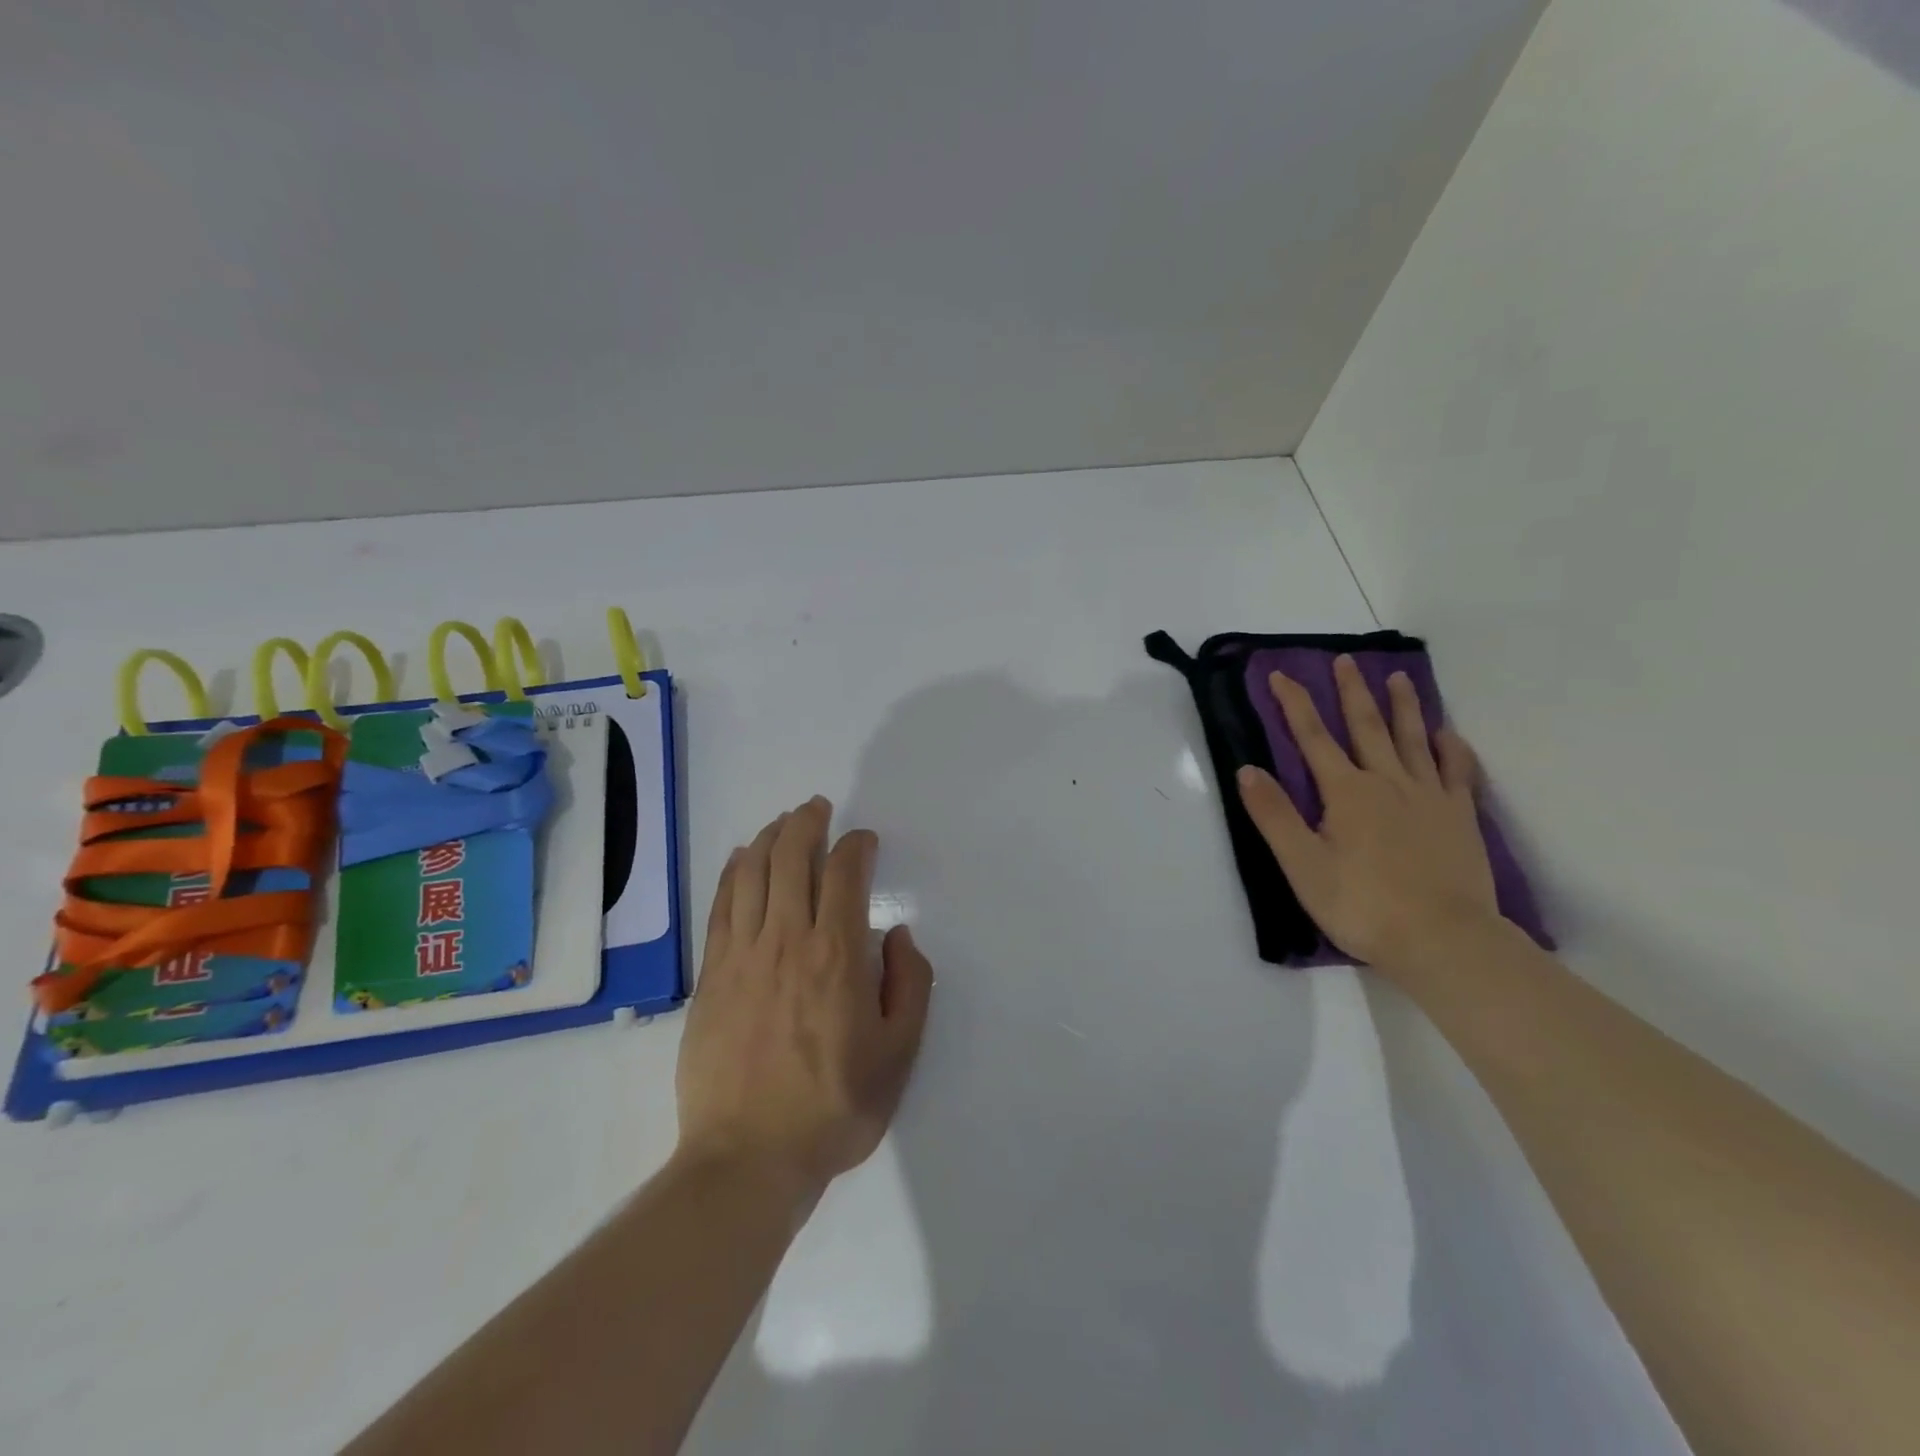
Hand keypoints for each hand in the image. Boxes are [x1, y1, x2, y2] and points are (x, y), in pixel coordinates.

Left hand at [676, 797, 933, 1198]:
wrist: (749, 1159)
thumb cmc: (834, 1108)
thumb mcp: (900, 1055)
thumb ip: (910, 985)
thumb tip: (896, 936)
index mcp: (837, 955)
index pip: (845, 873)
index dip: (856, 845)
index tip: (864, 840)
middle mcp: (787, 939)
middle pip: (792, 857)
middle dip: (807, 823)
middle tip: (818, 809)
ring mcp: (742, 954)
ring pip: (753, 872)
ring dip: (770, 837)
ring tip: (783, 822)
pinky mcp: (711, 974)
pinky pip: (721, 905)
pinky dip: (733, 871)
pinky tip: (741, 857)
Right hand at [1235, 655, 1499, 973]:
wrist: (1443, 940)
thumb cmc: (1362, 904)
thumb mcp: (1302, 865)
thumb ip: (1274, 815)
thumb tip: (1248, 769)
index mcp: (1346, 792)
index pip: (1313, 738)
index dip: (1295, 704)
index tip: (1281, 675)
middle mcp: (1388, 782)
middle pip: (1367, 727)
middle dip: (1352, 692)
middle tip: (1346, 660)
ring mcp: (1429, 797)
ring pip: (1414, 740)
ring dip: (1404, 707)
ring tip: (1400, 678)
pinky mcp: (1460, 817)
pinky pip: (1458, 772)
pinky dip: (1452, 749)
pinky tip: (1448, 735)